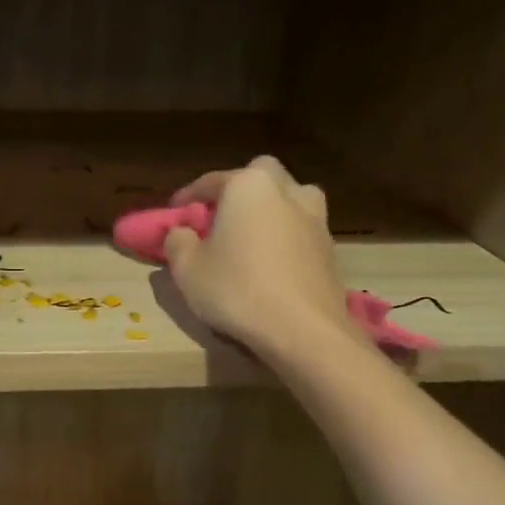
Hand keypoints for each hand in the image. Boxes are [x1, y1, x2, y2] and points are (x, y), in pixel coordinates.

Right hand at [162, 156, 360, 362]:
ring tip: (252, 235)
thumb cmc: (236, 290)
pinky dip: (285, 235)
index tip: (174, 214)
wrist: (302, 329)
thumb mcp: (187, 269)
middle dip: (238, 190)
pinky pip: (301, 228)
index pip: (210, 181)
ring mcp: (315, 217)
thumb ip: (177, 241)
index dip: (187, 197)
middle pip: (258, 176)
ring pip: (289, 197)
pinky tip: (273, 261)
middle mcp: (286, 190)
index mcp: (248, 186)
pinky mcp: (330, 246)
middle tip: (220, 218)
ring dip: (270, 208)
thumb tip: (181, 233)